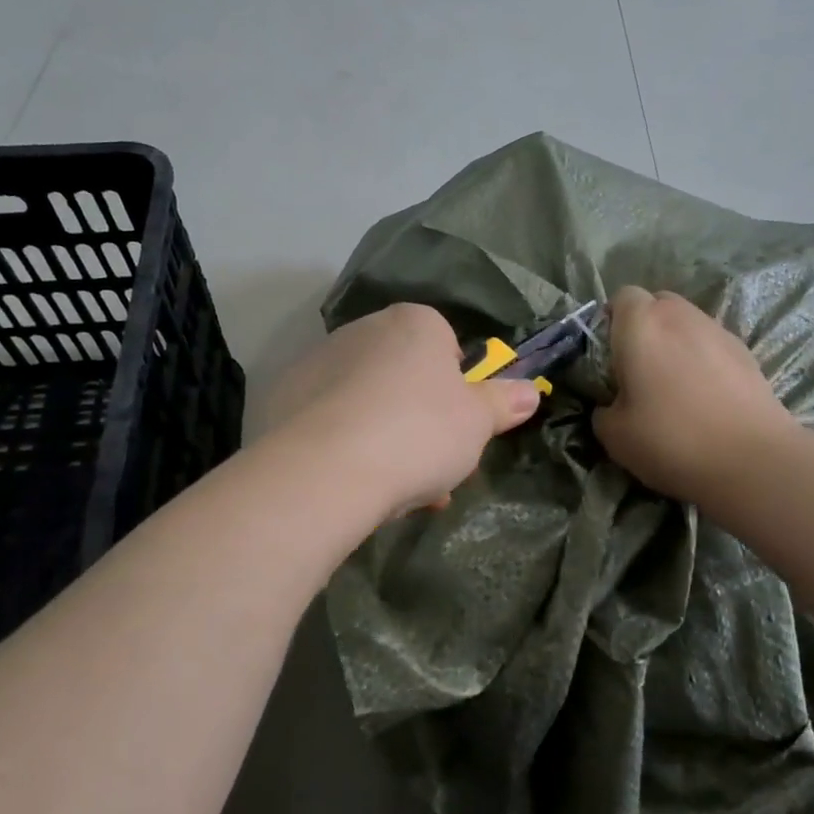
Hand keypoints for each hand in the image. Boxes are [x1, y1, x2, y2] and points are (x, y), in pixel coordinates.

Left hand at [265, 303, 543, 519]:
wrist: (328, 469)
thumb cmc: (419, 431)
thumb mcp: (478, 422)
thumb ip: (503, 402)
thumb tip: (530, 392)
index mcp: (413, 323)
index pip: (445, 343)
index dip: (456, 386)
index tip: (459, 424)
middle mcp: (363, 330)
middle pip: (404, 373)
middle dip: (421, 416)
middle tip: (432, 463)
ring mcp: (318, 361)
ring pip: (367, 399)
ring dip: (386, 435)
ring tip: (397, 489)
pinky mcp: (283, 397)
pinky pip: (329, 418)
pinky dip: (345, 443)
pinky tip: (355, 482)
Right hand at [592, 287, 794, 502]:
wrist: (752, 460)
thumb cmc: (671, 439)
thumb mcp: (615, 436)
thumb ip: (604, 411)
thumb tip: (611, 406)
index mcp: (641, 325)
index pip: (622, 297)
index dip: (612, 320)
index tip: (609, 354)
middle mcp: (680, 316)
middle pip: (658, 303)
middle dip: (646, 326)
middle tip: (639, 367)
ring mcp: (718, 331)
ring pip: (688, 323)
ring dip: (676, 343)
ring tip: (674, 385)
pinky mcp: (747, 353)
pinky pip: (713, 345)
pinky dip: (704, 360)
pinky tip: (705, 397)